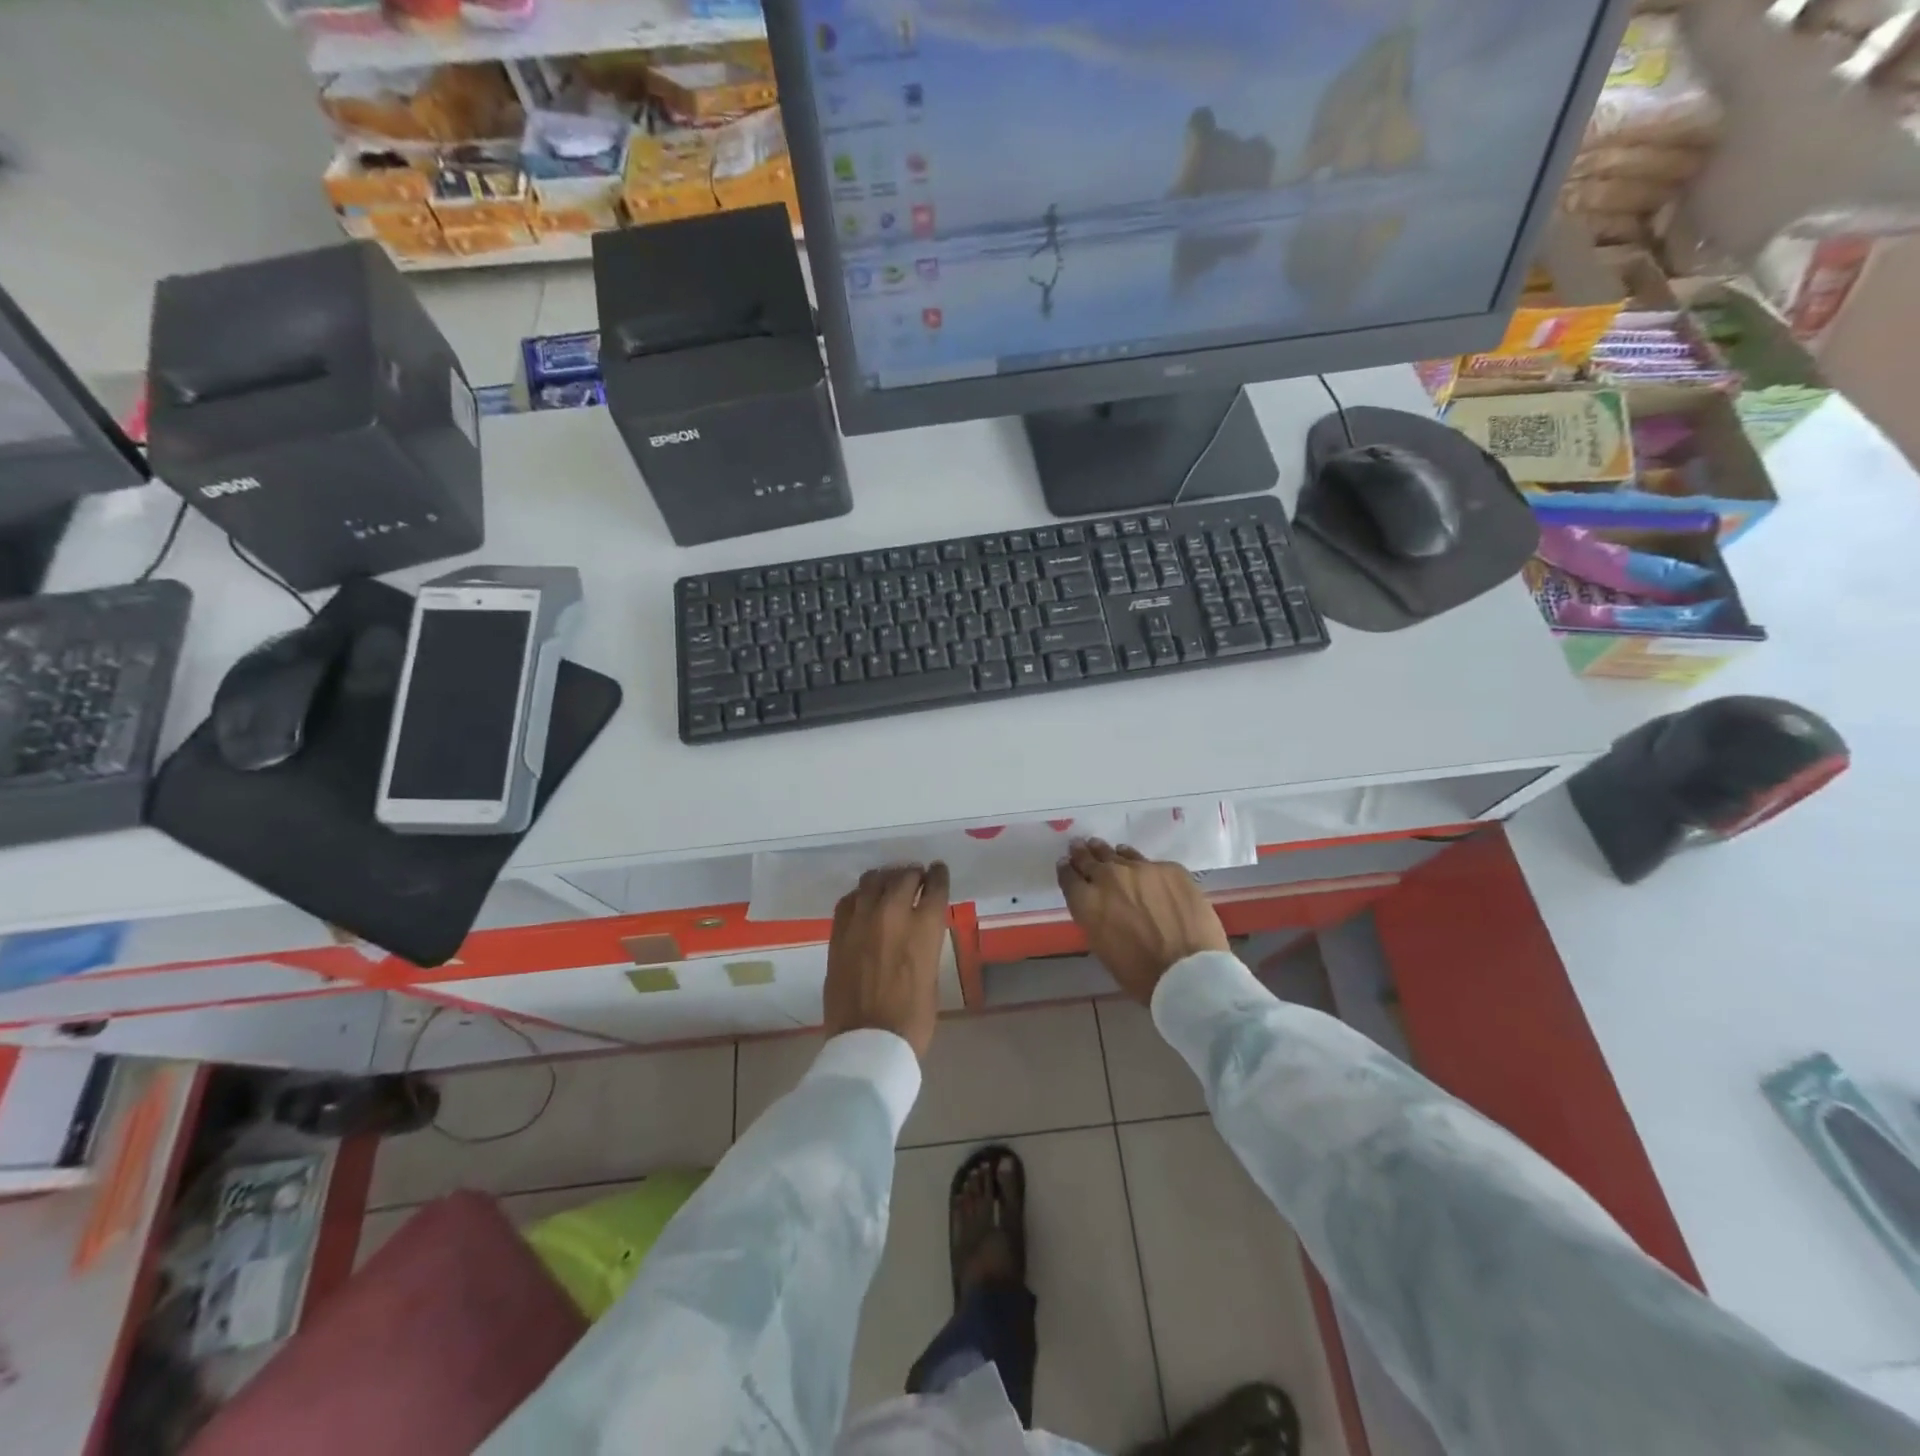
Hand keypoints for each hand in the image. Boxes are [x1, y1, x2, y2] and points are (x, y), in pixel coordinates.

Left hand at [824, 863, 951, 1060]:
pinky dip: (860, 896)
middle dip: (913, 874)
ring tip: (888, 884)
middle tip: (915, 876)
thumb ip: (925, 942)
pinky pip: (848, 900)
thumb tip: (918, 929)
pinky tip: (864, 901)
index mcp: (925, 928)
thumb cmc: (912, 1018)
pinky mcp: (838, 932)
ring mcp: (861, 921)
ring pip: (873, 880)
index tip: (938, 870)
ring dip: (885, 879)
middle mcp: (893, 914)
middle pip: (904, 876)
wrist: (869, 1042)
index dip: (938, 875)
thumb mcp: (932, 974)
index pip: (935, 885)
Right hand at [1057, 839, 1228, 1003]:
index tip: (1066, 864)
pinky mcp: (1170, 868)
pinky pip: (1150, 862)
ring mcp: (1141, 868)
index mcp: (1087, 902)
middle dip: (1083, 854)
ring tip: (1104, 849)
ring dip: (1109, 854)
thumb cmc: (1140, 974)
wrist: (1189, 971)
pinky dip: (1141, 864)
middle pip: (1090, 859)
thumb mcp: (1102, 947)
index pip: (1068, 877)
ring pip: (1119, 854)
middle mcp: (1109, 877)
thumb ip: (1094, 917)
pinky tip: (1142, 867)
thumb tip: (1098, 904)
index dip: (1066, 869)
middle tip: (1079, 846)